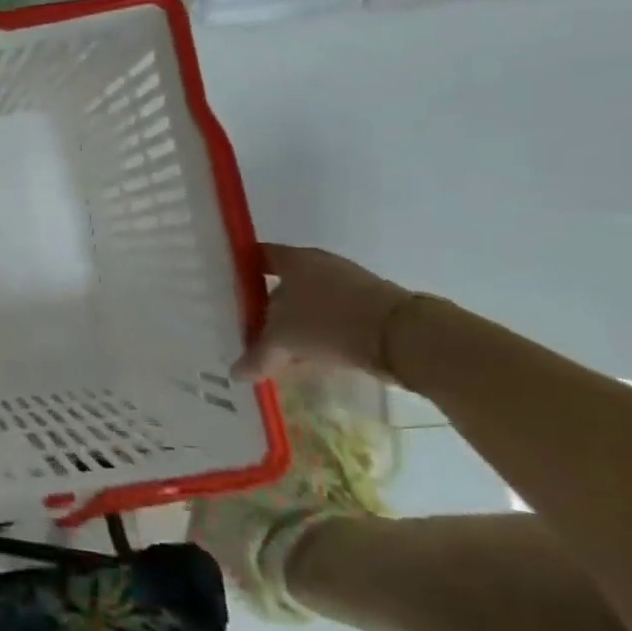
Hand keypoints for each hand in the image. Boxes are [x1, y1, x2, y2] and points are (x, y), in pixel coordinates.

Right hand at [235, 244, 412, 381]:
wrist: (403, 337)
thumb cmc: (328, 322)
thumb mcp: (282, 341)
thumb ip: (257, 355)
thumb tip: (236, 374)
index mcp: (294, 260)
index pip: (258, 256)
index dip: (241, 270)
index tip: (228, 288)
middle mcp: (320, 264)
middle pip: (283, 282)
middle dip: (267, 303)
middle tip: (250, 325)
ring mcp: (349, 284)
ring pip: (310, 302)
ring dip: (295, 323)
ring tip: (279, 346)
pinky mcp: (371, 307)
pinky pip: (333, 317)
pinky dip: (319, 333)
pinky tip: (309, 354)